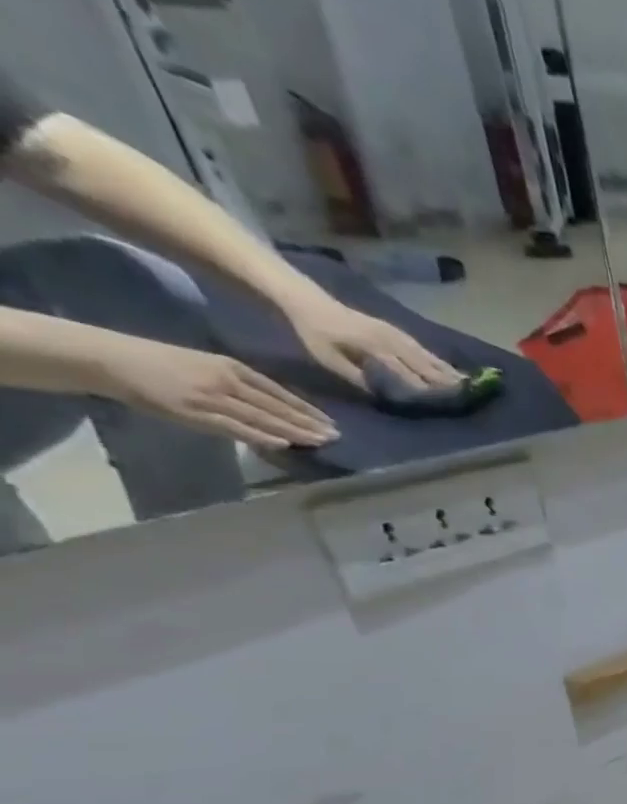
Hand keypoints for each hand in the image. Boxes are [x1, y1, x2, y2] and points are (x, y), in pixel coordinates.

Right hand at [96, 337, 336, 450]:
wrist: (112, 359)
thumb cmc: (161, 363)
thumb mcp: (208, 366)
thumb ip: (240, 385)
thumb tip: (274, 406)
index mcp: (232, 367)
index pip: (280, 393)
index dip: (308, 410)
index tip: (332, 423)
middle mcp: (227, 381)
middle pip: (278, 407)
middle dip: (310, 423)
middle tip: (338, 436)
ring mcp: (212, 397)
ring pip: (264, 418)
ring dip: (295, 432)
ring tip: (322, 442)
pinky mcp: (196, 412)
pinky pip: (236, 427)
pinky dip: (262, 435)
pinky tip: (285, 443)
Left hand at [281, 291, 460, 392]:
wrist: (307, 299)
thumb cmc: (314, 332)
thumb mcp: (327, 358)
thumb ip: (355, 375)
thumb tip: (381, 393)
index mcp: (371, 345)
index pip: (402, 369)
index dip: (420, 385)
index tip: (438, 400)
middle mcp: (387, 338)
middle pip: (420, 361)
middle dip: (442, 378)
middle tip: (464, 393)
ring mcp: (393, 332)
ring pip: (424, 354)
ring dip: (445, 368)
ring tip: (465, 382)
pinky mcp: (394, 330)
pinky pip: (420, 347)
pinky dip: (436, 359)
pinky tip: (448, 367)